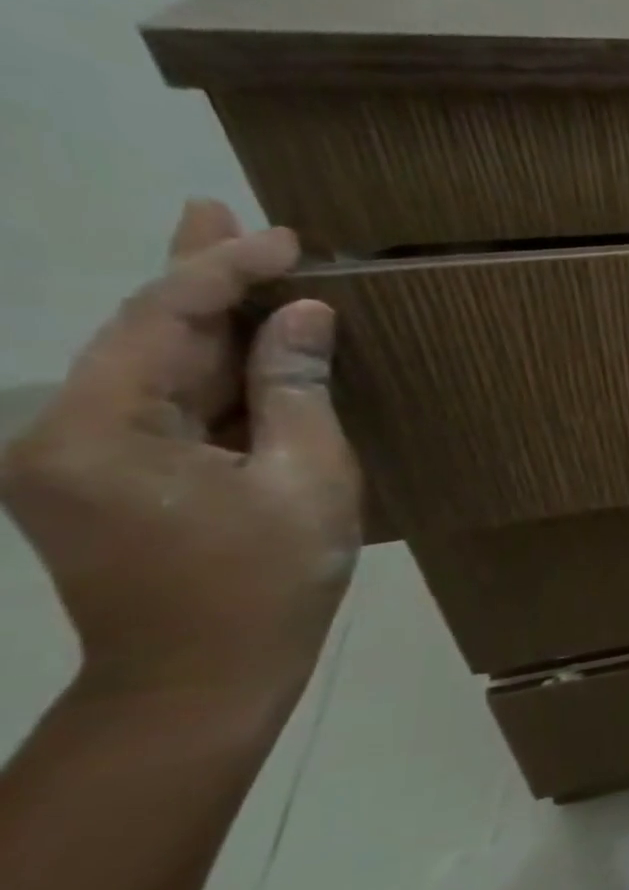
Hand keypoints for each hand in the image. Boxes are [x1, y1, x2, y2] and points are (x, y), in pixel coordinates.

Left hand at [1, 202, 360, 707]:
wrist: (201, 679)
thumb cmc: (266, 581)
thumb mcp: (305, 479)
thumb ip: (297, 390)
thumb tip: (304, 316)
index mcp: (100, 432)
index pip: (162, 321)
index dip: (225, 270)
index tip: (286, 239)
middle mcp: (61, 433)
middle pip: (138, 334)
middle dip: (192, 275)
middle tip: (217, 209)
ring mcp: (76, 459)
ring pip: (149, 368)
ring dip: (203, 321)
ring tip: (240, 263)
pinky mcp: (105, 481)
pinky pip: (160, 406)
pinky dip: (207, 371)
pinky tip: (243, 347)